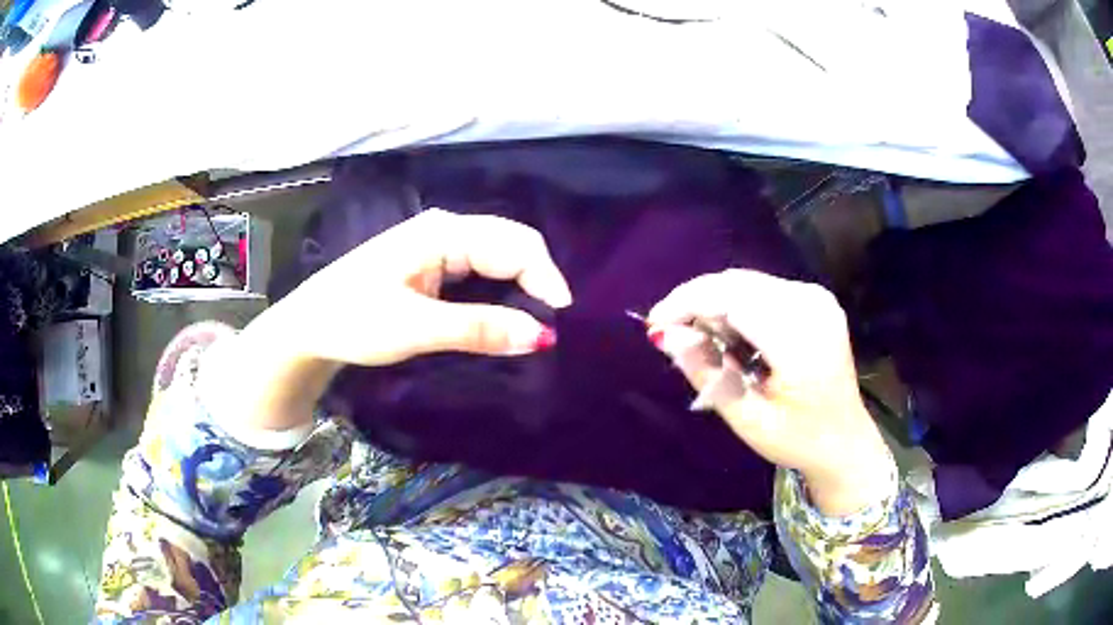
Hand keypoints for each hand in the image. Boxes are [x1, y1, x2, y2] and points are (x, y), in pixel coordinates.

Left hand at [201, 210, 571, 435]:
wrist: (308, 327)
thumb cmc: (353, 320)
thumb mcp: (416, 327)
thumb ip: (478, 328)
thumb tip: (541, 336)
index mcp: (443, 232)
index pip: (516, 245)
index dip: (546, 279)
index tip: (561, 323)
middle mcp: (446, 230)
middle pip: (511, 246)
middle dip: (537, 282)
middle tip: (552, 328)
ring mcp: (437, 246)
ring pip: (497, 259)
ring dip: (520, 289)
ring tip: (535, 325)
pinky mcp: (431, 266)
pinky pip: (480, 272)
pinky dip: (499, 293)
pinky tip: (505, 316)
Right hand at [647, 269, 894, 515]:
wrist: (844, 439)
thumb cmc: (797, 439)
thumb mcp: (746, 418)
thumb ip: (705, 372)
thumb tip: (663, 334)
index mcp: (801, 339)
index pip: (731, 299)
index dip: (687, 304)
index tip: (654, 325)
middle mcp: (812, 304)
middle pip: (737, 284)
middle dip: (697, 302)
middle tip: (673, 335)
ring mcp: (817, 297)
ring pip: (747, 282)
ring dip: (716, 304)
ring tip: (703, 341)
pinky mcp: (815, 298)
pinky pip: (762, 289)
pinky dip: (737, 305)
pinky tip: (732, 335)